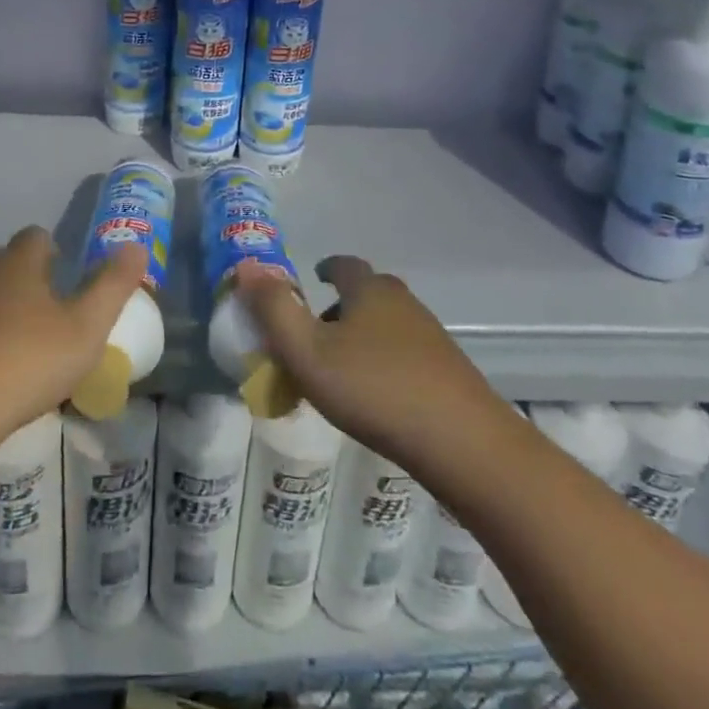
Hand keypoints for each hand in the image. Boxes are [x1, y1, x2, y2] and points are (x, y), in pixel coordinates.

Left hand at [0, 226, 146, 475]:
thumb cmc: (22, 365)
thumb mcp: (85, 330)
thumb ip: (113, 286)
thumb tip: (136, 246)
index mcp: (17, 262)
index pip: (37, 237)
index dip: (52, 255)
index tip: (62, 282)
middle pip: (0, 260)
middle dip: (18, 278)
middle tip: (37, 317)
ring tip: (5, 347)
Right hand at [237, 255, 497, 475]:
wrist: (463, 443)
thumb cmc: (374, 389)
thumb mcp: (307, 352)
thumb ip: (273, 310)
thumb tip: (246, 265)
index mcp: (369, 290)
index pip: (344, 265)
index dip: (326, 269)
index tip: (314, 280)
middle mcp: (403, 302)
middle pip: (367, 293)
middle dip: (341, 307)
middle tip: (316, 335)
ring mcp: (431, 336)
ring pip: (387, 324)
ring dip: (363, 337)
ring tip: (341, 371)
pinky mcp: (448, 370)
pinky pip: (406, 354)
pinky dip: (385, 362)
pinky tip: (377, 396)